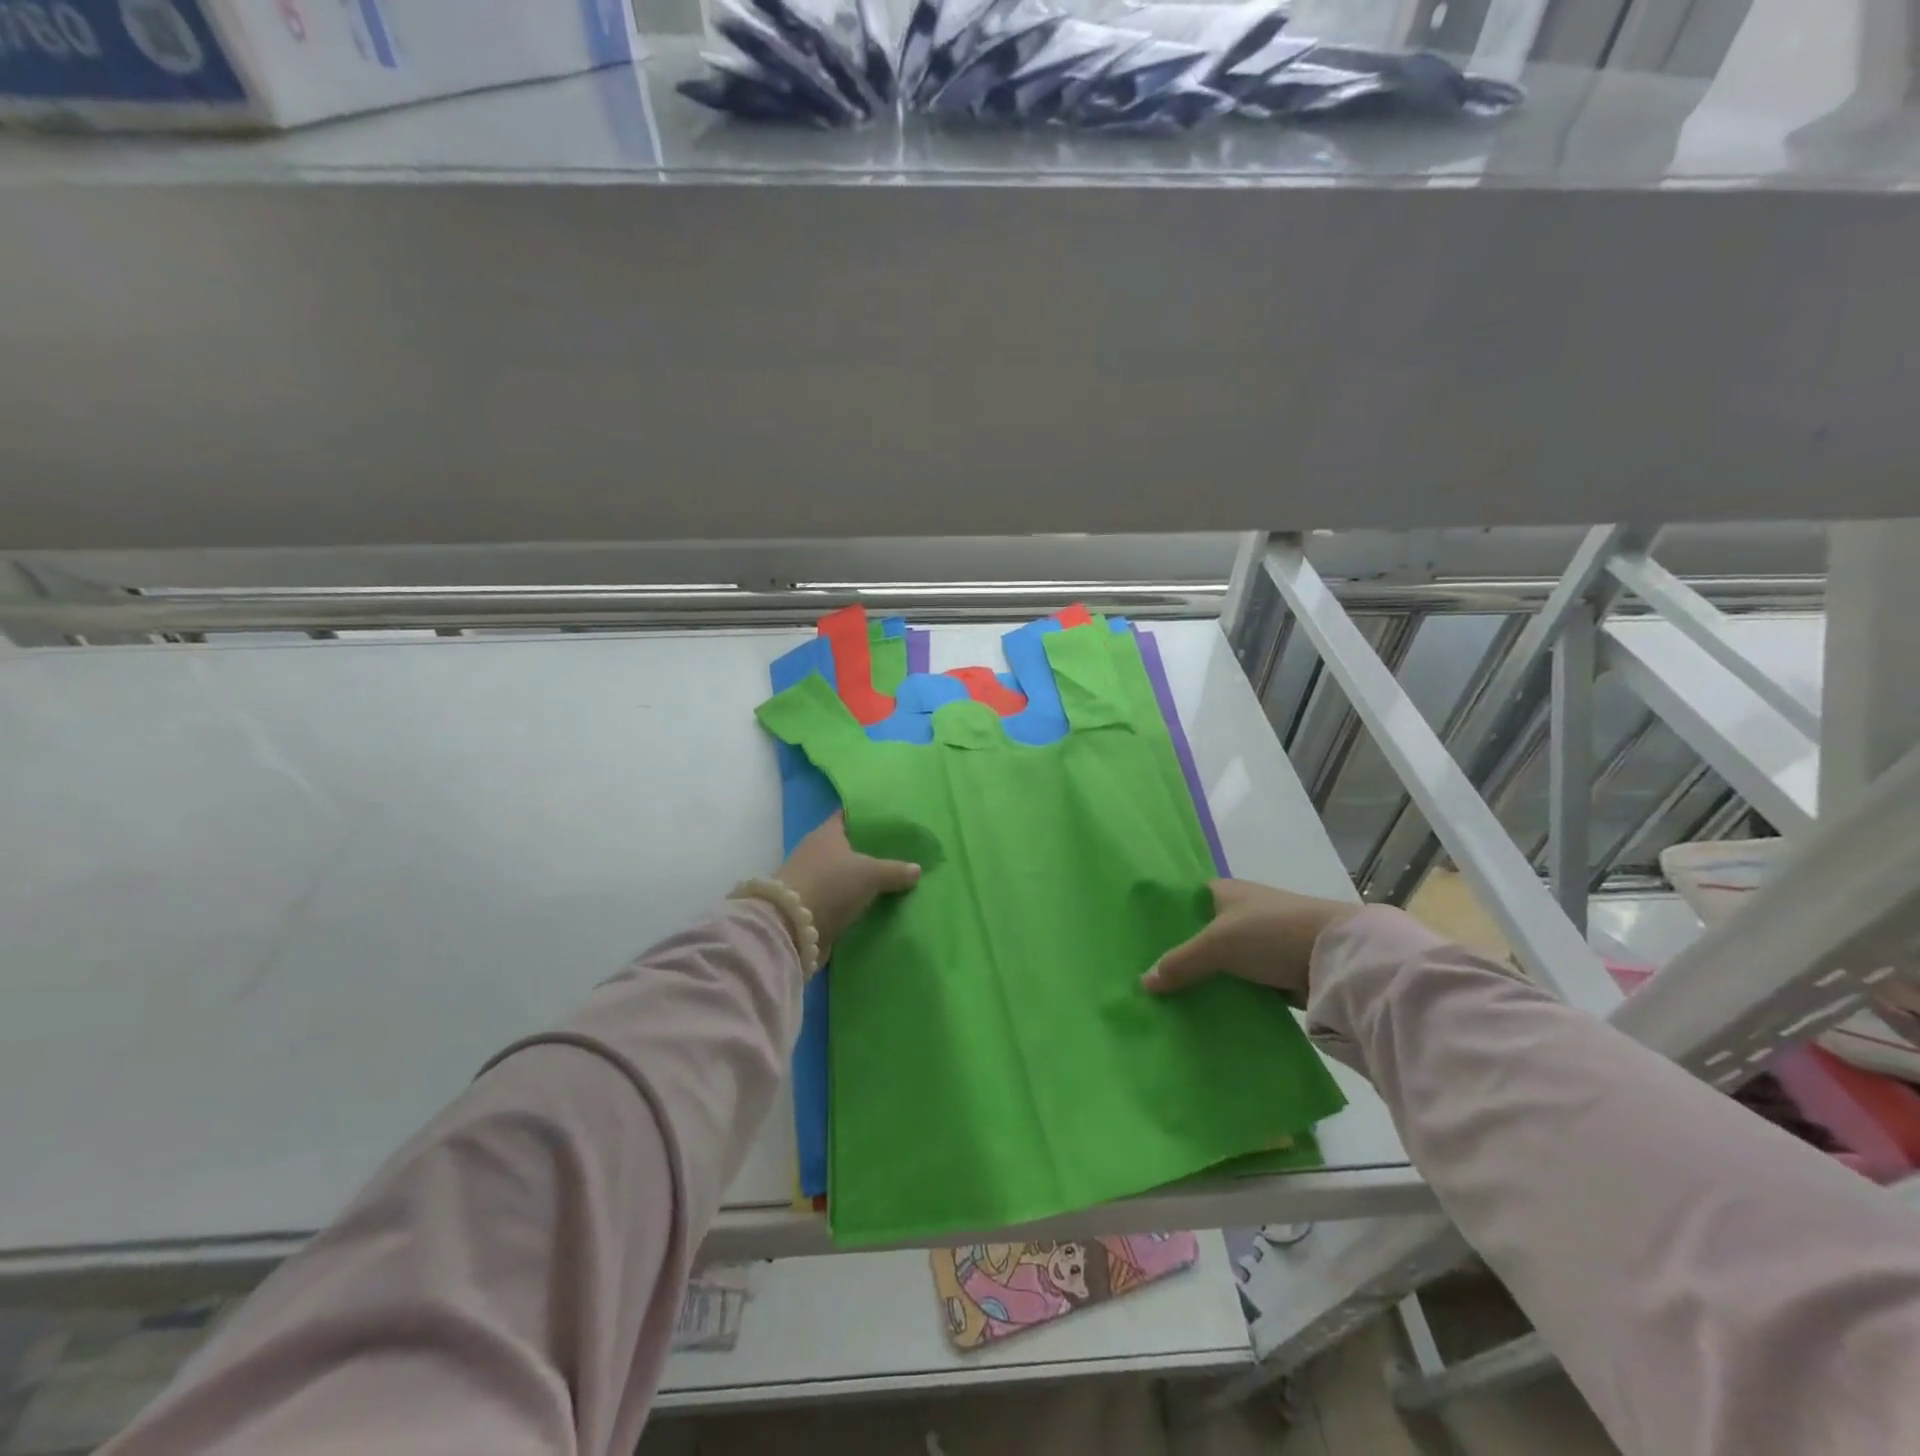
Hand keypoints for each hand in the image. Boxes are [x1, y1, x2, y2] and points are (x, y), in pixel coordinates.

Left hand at [779, 812, 921, 956]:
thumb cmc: (831, 885)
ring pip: (843, 872)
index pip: (848, 815)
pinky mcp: (811, 904)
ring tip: (891, 877)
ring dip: (861, 877)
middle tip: (898, 851)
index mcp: (827, 833)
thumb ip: (895, 870)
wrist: (792, 928)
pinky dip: (853, 898)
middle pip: (847, 845)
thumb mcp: (870, 874)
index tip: (890, 819)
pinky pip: (839, 896)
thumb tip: (917, 869)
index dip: (867, 816)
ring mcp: (812, 878)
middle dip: (869, 849)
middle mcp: (816, 850)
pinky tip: (874, 902)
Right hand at [1142, 879, 1360, 1005]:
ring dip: (1202, 979)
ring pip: (1219, 963)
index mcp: (1223, 891)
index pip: (1181, 903)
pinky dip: (1225, 996)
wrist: (1337, 957)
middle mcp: (1239, 912)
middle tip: (1146, 981)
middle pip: (1198, 935)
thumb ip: (1180, 962)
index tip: (1135, 944)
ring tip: (1167, 1002)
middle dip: (1177, 957)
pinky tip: (1202, 1012)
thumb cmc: (1270, 932)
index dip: (1160, 921)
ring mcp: (1259, 942)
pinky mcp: (1275, 970)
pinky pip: (1240, 984)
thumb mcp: (1217, 944)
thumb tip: (1143, 983)